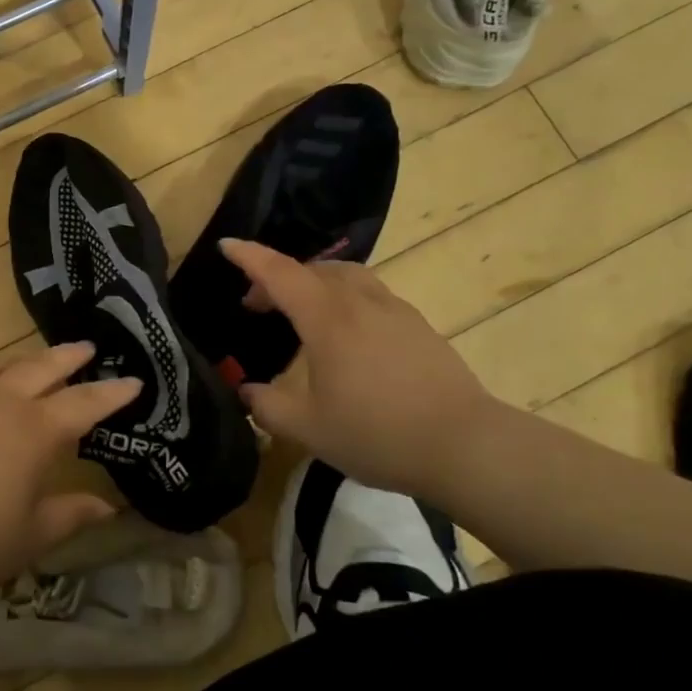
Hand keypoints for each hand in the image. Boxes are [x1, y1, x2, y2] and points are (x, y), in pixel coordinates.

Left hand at [0, 343, 139, 613]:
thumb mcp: (30, 537)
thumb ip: (70, 514)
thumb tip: (107, 506)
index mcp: (35, 433)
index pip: (84, 404)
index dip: (112, 394)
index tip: (134, 381)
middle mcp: (1, 404)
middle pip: (42, 368)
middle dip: (70, 358)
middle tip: (88, 348)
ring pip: (2, 366)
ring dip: (26, 359)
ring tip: (38, 359)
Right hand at [220, 239, 499, 494]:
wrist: (465, 446)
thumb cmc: (377, 433)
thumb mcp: (307, 429)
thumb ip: (267, 407)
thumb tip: (246, 391)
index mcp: (327, 319)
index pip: (279, 273)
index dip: (249, 256)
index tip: (226, 245)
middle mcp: (360, 303)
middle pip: (312, 270)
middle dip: (277, 277)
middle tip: (256, 304)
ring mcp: (394, 311)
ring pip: (346, 276)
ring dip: (314, 282)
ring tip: (301, 310)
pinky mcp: (418, 327)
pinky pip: (370, 293)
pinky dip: (344, 297)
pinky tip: (347, 332)